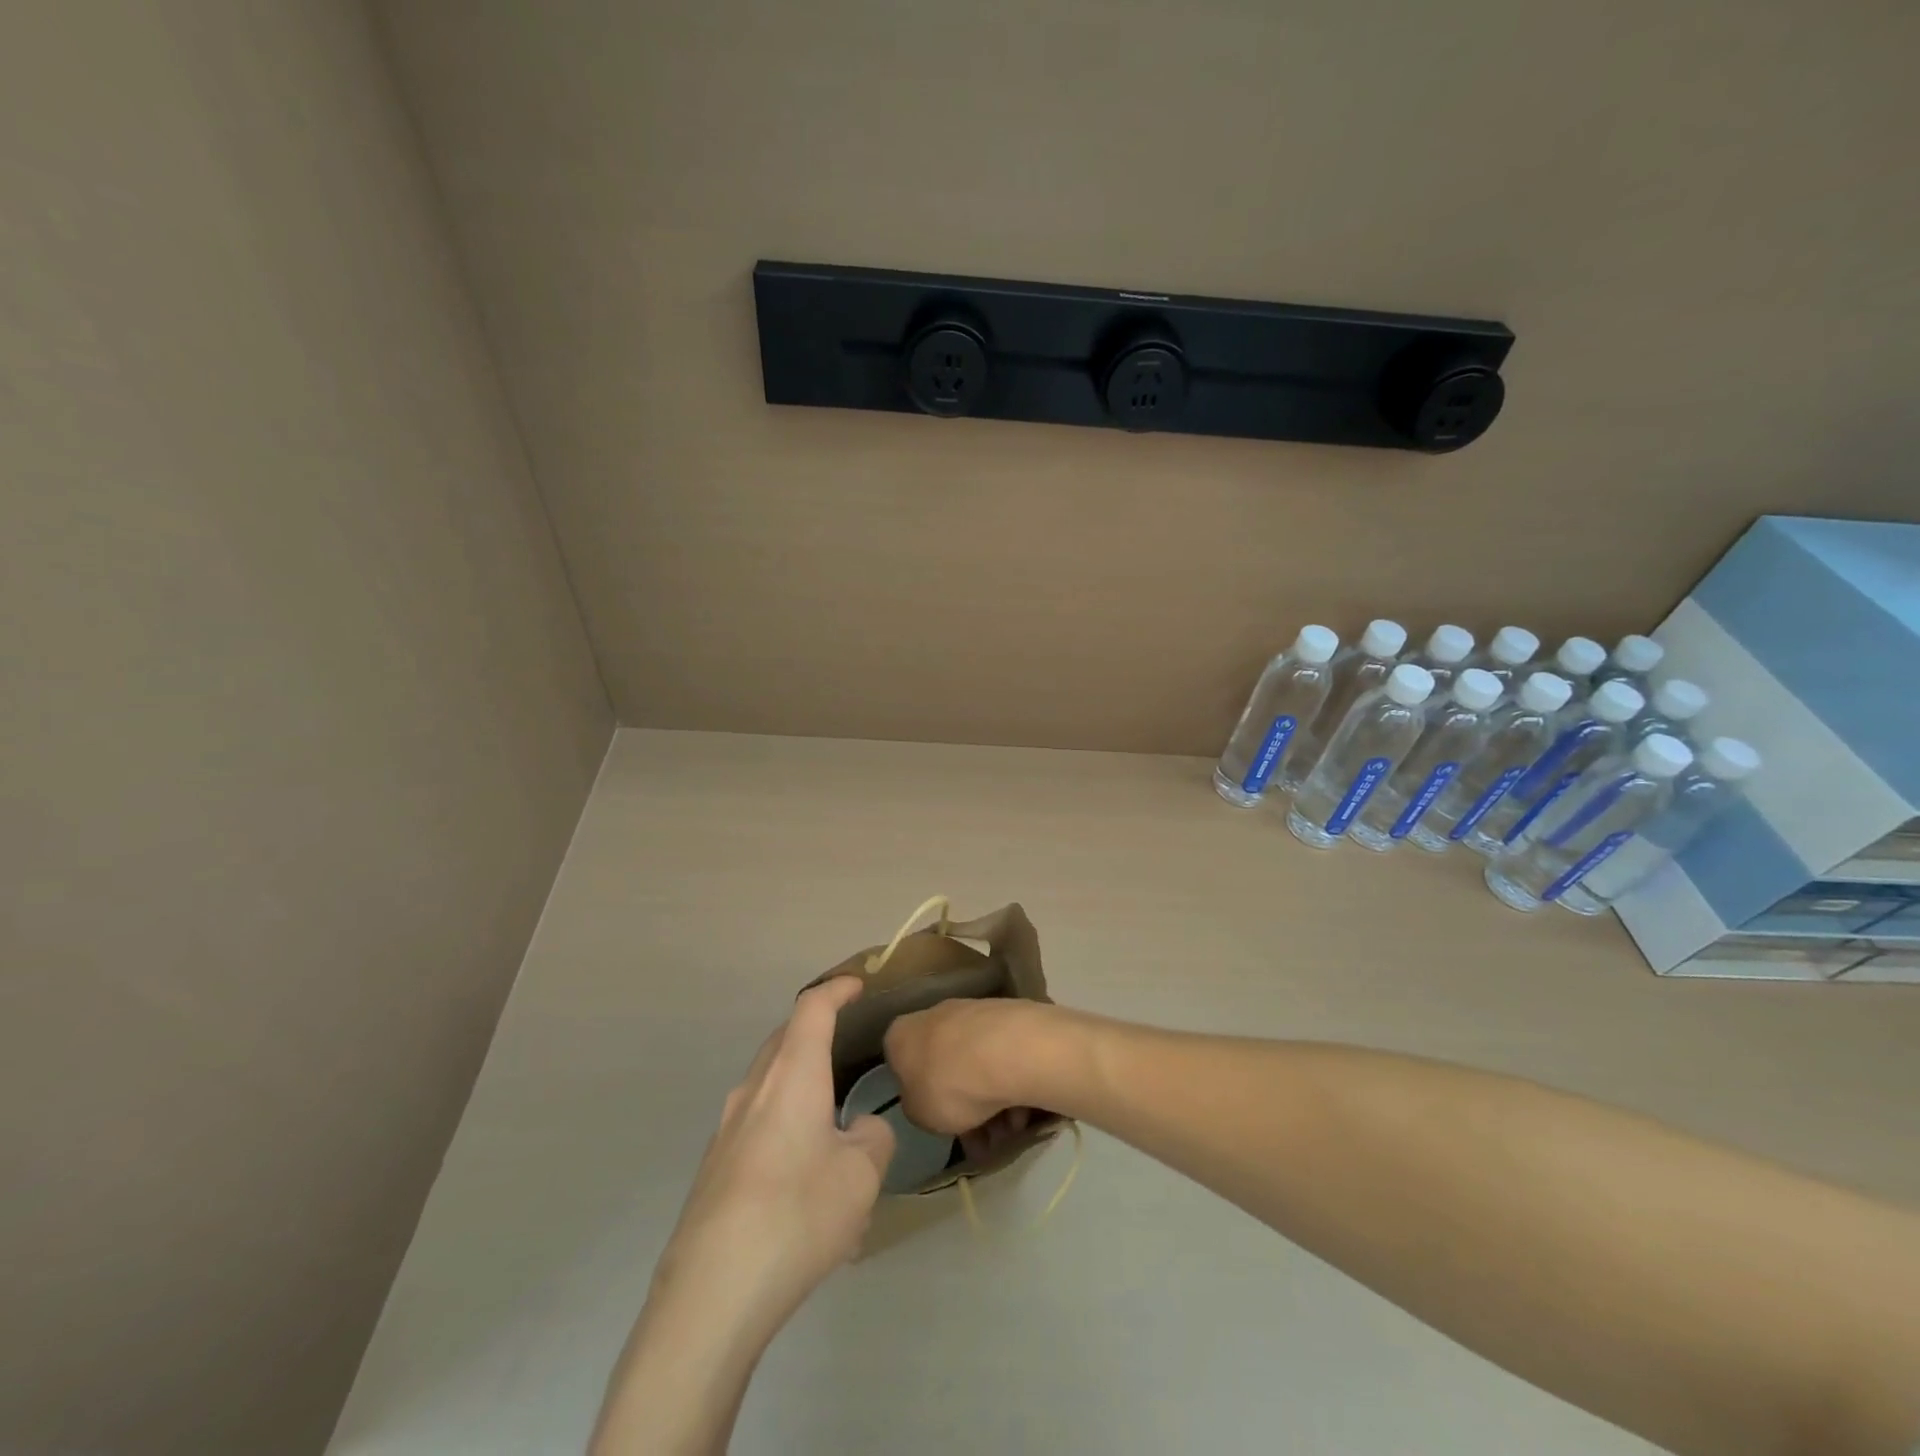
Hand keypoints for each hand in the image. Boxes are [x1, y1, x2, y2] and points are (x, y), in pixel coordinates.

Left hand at [654, 975, 895, 1332]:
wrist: (710, 1294)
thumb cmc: (797, 1214)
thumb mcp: (861, 1176)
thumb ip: (872, 1139)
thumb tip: (861, 1130)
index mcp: (792, 1075)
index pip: (813, 1007)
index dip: (837, 990)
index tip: (858, 984)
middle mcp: (754, 1089)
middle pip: (784, 1040)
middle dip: (815, 1031)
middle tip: (846, 1041)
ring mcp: (726, 1128)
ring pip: (768, 1083)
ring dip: (799, 1084)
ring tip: (832, 1122)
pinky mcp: (714, 1167)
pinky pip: (756, 1124)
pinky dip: (783, 1124)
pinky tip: (803, 1177)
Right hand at [884, 997, 1050, 1163]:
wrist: (1009, 1051)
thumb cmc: (950, 1085)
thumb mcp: (918, 1115)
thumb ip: (918, 1106)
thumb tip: (927, 1099)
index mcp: (902, 1034)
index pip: (902, 1065)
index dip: (921, 1097)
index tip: (940, 1122)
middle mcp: (934, 1014)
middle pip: (946, 1065)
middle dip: (965, 1104)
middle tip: (983, 1138)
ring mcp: (973, 1010)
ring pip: (977, 1063)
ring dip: (992, 1098)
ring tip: (1011, 1129)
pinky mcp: (1008, 1014)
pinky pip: (1004, 1055)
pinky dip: (1011, 1081)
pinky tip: (1025, 1108)